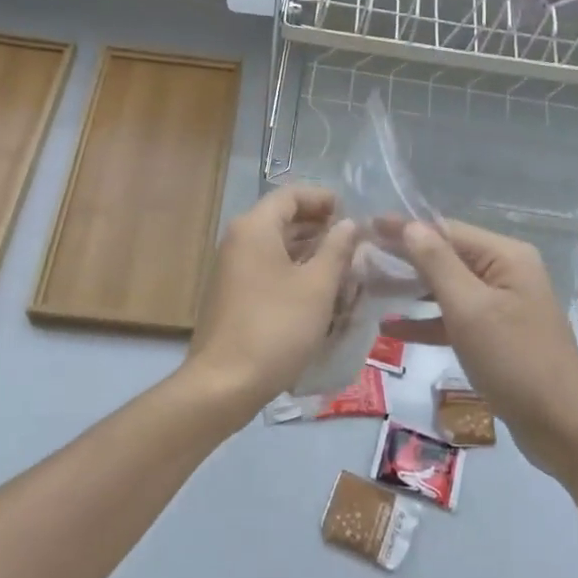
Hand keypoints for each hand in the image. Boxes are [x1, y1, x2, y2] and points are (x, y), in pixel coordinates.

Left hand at [181, 186, 358, 421]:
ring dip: (309, 252)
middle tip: (353, 243)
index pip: (291, 194)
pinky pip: (267, 269)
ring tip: (343, 268)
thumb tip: (348, 224)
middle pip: (282, 219)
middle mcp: (238, 240)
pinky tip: (318, 293)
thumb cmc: (276, 327)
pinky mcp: (233, 295)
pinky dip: (293, 272)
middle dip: (319, 227)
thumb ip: (337, 249)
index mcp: (255, 228)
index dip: (323, 198)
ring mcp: (232, 269)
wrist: (224, 382)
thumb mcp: (317, 286)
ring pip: (276, 247)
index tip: (351, 213)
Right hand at [382, 219, 577, 479]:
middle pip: (446, 256)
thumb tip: (410, 225)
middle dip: (404, 258)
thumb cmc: (515, 361)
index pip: (446, 230)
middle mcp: (506, 272)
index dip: (404, 228)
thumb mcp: (470, 309)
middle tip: (359, 258)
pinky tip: (391, 328)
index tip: (364, 226)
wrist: (563, 428)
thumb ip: (437, 264)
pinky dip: (427, 321)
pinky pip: (455, 317)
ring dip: (410, 289)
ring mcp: (502, 304)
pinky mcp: (497, 334)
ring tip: (368, 287)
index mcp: (505, 256)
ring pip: (447, 287)